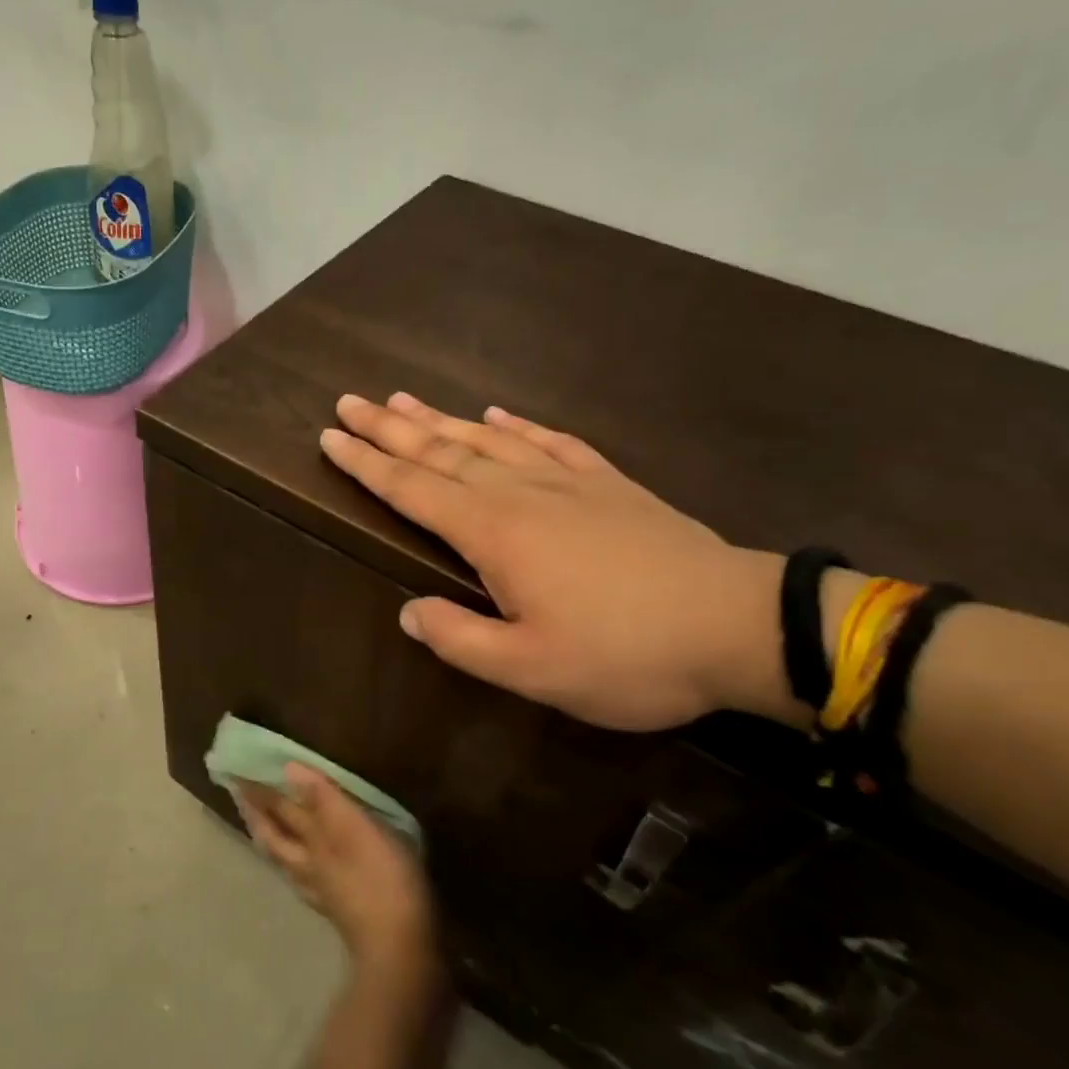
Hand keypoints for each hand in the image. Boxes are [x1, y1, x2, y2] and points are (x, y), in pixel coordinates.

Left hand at [236, 764, 437, 974]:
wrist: (400, 949)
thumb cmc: (380, 877)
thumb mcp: (354, 828)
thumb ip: (323, 798)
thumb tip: (288, 768)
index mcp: (312, 840)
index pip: (279, 809)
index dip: (259, 792)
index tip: (236, 774)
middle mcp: (308, 864)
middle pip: (275, 837)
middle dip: (257, 815)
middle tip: (239, 797)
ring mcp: (321, 890)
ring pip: (286, 861)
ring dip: (272, 841)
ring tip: (262, 829)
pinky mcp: (338, 911)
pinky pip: (306, 882)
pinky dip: (297, 869)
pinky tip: (302, 872)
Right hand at [319, 393, 790, 732]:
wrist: (738, 625)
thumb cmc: (627, 654)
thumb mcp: (533, 670)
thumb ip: (460, 640)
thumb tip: (409, 612)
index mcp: (494, 533)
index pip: (412, 489)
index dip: (367, 464)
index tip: (330, 438)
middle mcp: (520, 493)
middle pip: (440, 451)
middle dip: (389, 427)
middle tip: (349, 402)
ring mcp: (567, 481)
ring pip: (486, 440)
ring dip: (440, 419)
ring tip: (402, 398)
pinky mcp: (607, 483)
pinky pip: (549, 441)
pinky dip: (518, 424)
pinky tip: (499, 413)